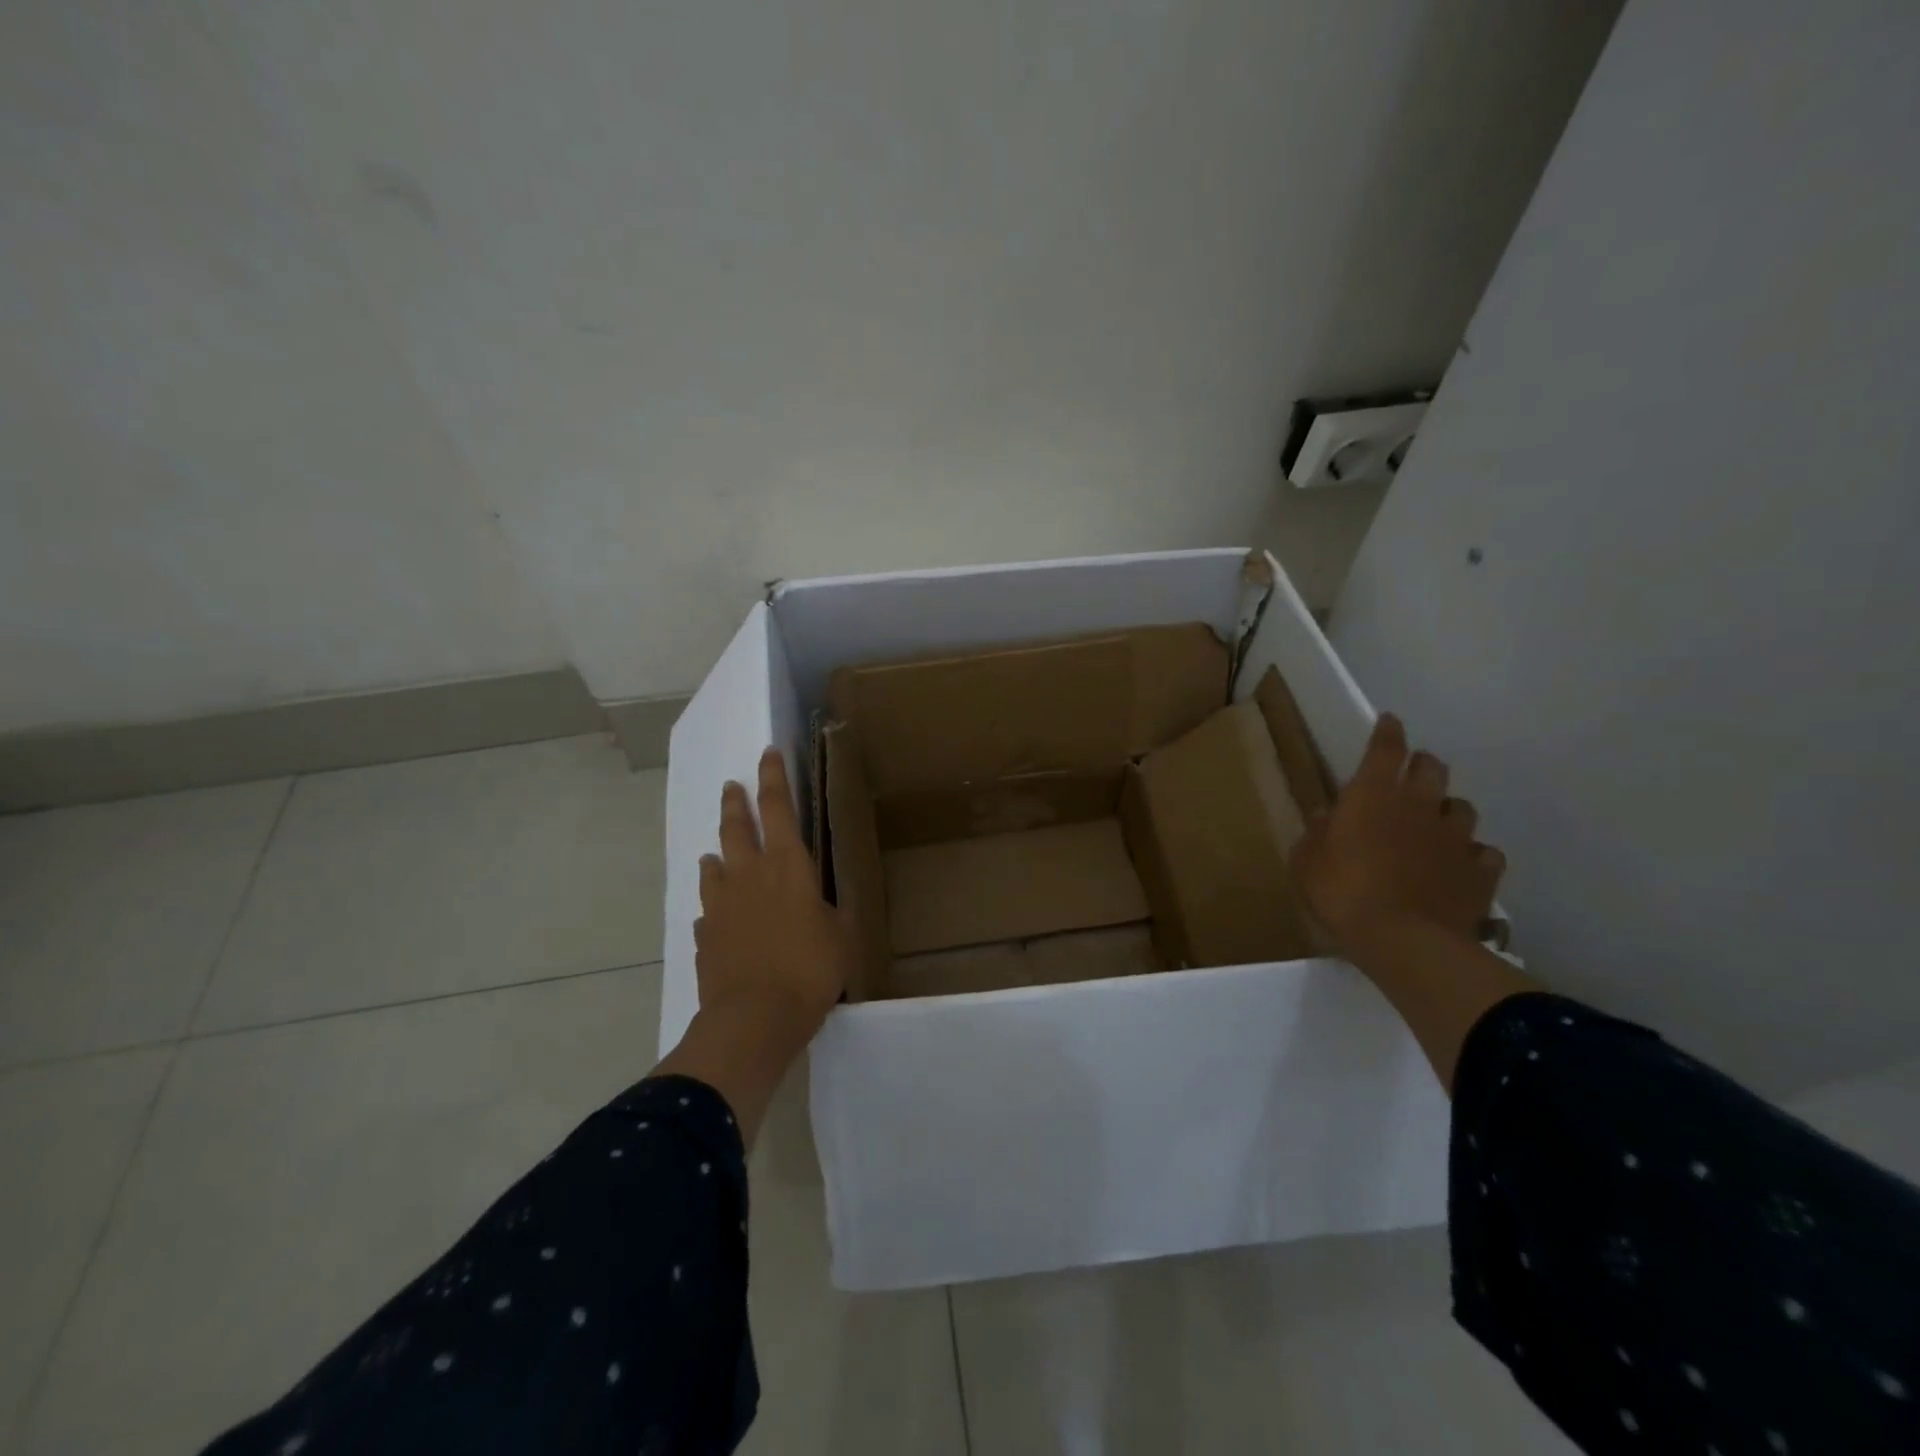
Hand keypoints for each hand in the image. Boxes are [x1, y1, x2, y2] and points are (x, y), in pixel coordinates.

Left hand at [694, 747, 854, 1032]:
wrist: (754, 1018)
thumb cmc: (810, 969)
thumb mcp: (841, 935)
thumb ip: (828, 909)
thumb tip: (815, 900)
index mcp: (788, 866)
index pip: (778, 807)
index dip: (773, 777)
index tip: (768, 753)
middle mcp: (749, 875)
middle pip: (737, 827)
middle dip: (736, 802)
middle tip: (731, 785)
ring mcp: (721, 904)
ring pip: (714, 865)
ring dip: (718, 853)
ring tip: (717, 852)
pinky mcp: (705, 934)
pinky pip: (708, 910)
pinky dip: (714, 904)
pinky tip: (717, 915)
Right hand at [1290, 713, 1504, 952]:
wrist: (1403, 939)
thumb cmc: (1341, 892)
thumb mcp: (1306, 862)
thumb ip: (1316, 834)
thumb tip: (1326, 816)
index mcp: (1373, 795)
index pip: (1386, 748)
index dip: (1388, 732)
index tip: (1389, 722)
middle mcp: (1419, 805)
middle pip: (1432, 767)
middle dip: (1422, 765)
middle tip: (1411, 777)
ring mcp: (1455, 837)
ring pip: (1462, 808)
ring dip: (1448, 810)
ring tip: (1436, 825)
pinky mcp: (1481, 871)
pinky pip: (1485, 853)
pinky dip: (1473, 854)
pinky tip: (1461, 865)